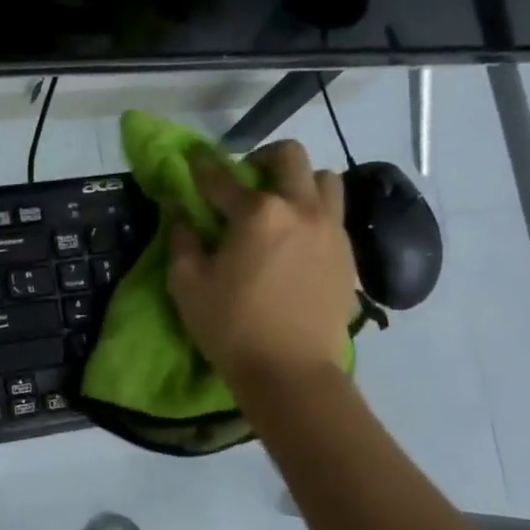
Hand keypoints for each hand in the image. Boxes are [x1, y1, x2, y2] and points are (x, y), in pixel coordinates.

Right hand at [167, 140, 356, 386]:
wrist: (291, 372)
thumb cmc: (232, 327)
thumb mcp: (188, 285)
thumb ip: (182, 241)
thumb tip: (181, 214)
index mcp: (257, 213)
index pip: (222, 177)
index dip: (202, 167)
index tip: (193, 162)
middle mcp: (300, 209)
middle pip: (289, 156)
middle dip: (262, 159)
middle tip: (245, 182)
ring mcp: (331, 230)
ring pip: (324, 179)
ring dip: (299, 182)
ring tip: (281, 207)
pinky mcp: (348, 254)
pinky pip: (335, 214)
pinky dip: (314, 213)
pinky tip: (297, 240)